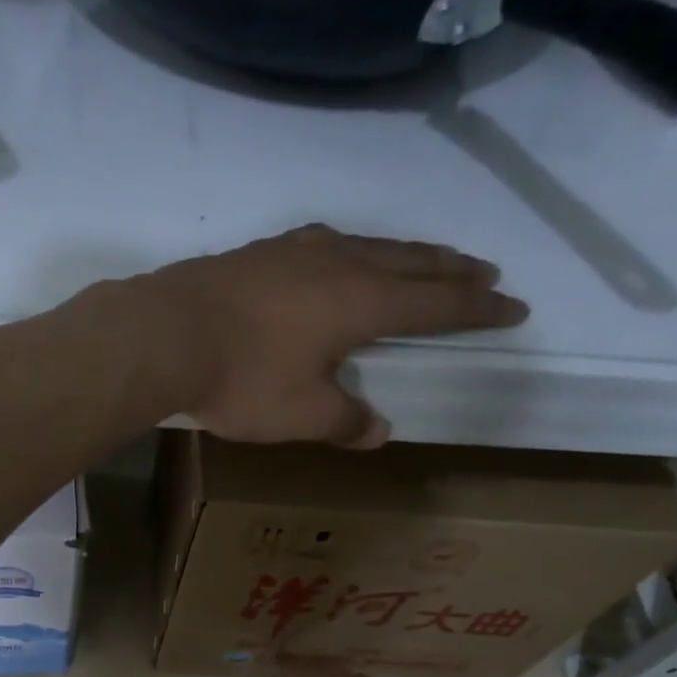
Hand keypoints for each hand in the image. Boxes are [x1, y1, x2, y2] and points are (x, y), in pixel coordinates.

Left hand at [105, 224, 527, 447]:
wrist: (162, 336)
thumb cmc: (241, 380)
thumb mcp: (300, 415)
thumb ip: (344, 422)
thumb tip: (376, 431)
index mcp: (362, 302)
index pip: (436, 305)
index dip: (477, 309)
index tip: (513, 306)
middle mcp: (338, 264)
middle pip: (410, 263)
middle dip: (451, 270)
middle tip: (485, 270)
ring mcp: (294, 251)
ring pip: (367, 245)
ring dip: (404, 254)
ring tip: (422, 260)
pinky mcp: (257, 253)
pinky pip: (323, 244)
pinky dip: (351, 251)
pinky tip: (338, 256)